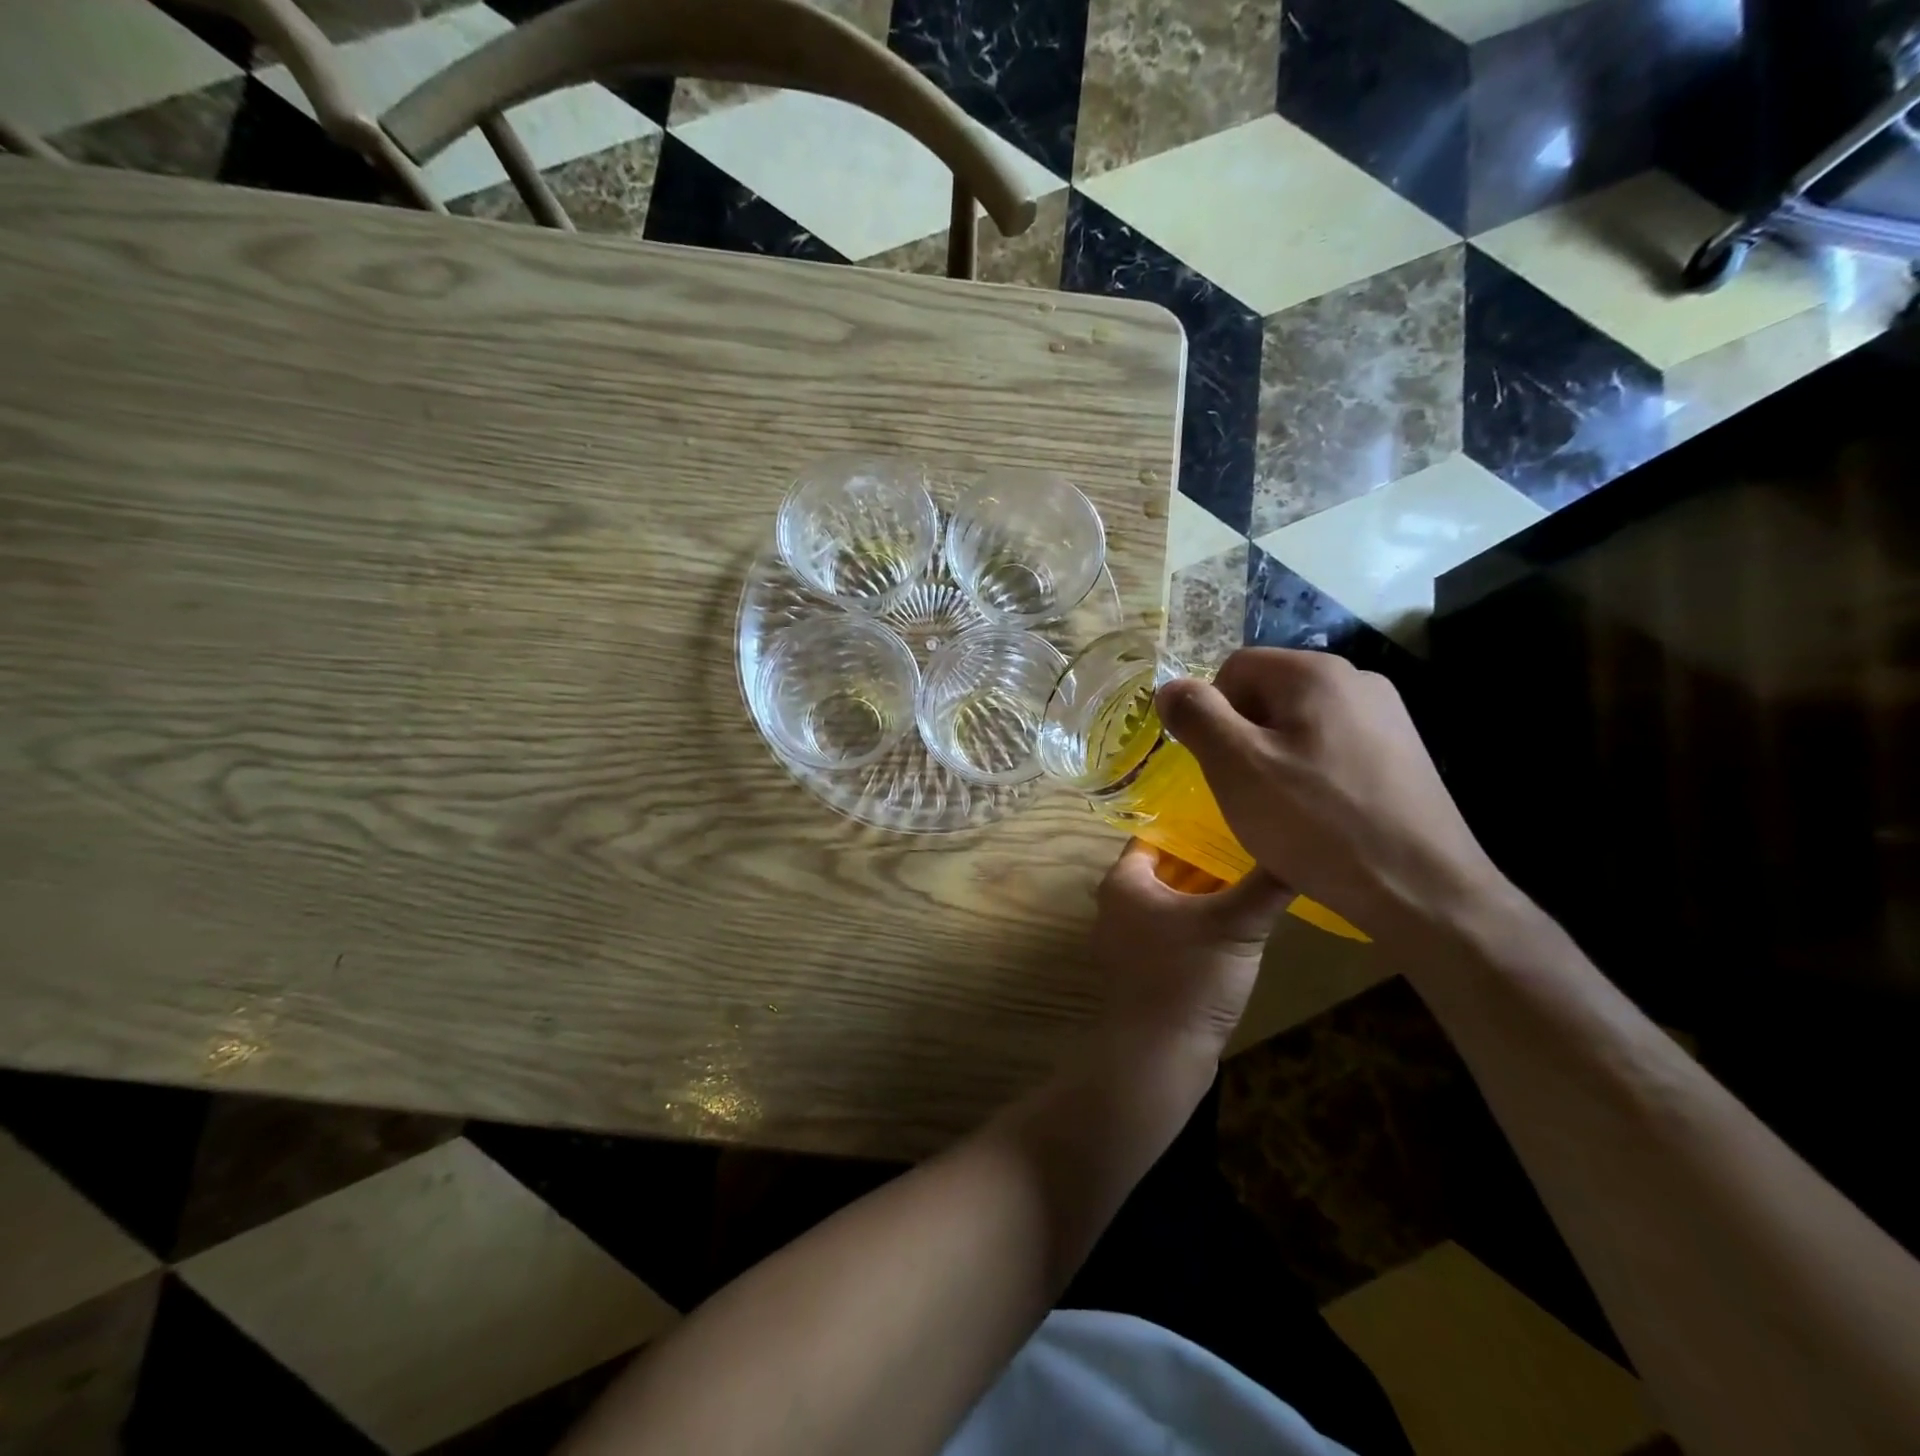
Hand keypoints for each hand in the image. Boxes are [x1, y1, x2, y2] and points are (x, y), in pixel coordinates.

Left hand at [1090, 839, 1292, 1054]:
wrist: (1159, 1057)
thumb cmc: (1188, 978)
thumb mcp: (1235, 925)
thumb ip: (1267, 884)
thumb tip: (1302, 847)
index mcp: (1124, 882)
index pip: (1158, 835)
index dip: (1195, 824)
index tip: (1234, 813)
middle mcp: (1117, 904)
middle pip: (1166, 868)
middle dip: (1207, 858)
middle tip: (1253, 843)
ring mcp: (1127, 939)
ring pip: (1172, 900)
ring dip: (1206, 891)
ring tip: (1252, 876)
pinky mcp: (1142, 968)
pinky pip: (1171, 930)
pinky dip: (1199, 921)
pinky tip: (1237, 922)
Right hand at [1155, 649, 1508, 941]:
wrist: (1422, 889)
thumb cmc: (1316, 822)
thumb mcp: (1236, 767)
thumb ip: (1196, 716)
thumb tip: (1170, 688)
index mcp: (1315, 672)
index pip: (1235, 667)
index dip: (1213, 714)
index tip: (1220, 764)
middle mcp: (1357, 680)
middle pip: (1268, 693)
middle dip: (1245, 736)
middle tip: (1247, 790)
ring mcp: (1387, 716)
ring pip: (1299, 723)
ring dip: (1275, 757)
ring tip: (1283, 808)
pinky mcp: (1402, 753)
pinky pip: (1332, 747)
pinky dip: (1312, 773)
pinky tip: (1319, 815)